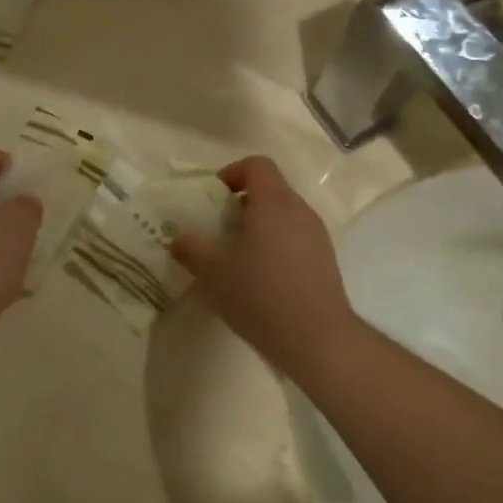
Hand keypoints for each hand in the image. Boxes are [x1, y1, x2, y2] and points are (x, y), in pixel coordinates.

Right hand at [169, 156, 358, 376]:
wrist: (316, 338)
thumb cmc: (259, 293)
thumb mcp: (212, 270)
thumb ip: (191, 247)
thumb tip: (178, 238)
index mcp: (273, 202)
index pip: (256, 165)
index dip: (232, 173)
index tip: (213, 197)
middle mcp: (299, 210)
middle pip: (270, 189)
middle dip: (241, 203)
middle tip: (218, 229)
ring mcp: (316, 235)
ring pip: (283, 215)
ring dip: (258, 225)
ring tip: (236, 256)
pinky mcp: (325, 259)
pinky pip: (295, 237)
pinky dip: (275, 245)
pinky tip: (260, 277)